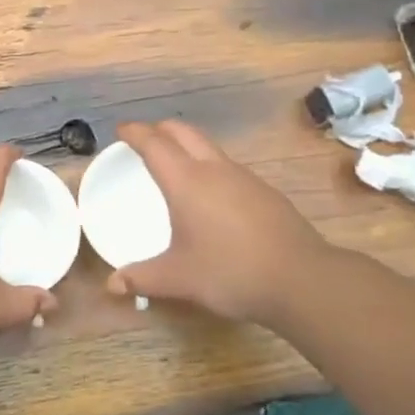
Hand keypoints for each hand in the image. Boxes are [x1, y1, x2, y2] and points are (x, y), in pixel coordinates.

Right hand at [106, 120, 347, 330]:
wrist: (301, 280)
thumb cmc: (230, 272)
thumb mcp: (179, 278)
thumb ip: (143, 278)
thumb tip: (113, 284)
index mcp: (187, 181)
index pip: (155, 144)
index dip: (135, 133)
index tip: (121, 130)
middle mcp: (215, 170)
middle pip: (184, 132)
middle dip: (161, 129)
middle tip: (145, 139)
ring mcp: (245, 178)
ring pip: (210, 147)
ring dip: (188, 146)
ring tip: (176, 165)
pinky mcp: (266, 192)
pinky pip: (229, 167)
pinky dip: (210, 167)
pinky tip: (212, 195)